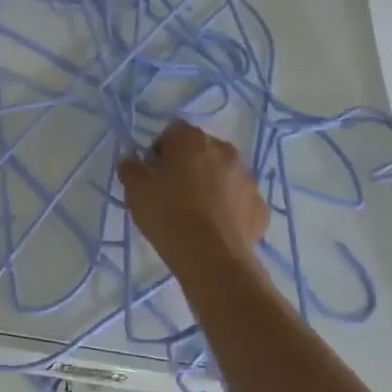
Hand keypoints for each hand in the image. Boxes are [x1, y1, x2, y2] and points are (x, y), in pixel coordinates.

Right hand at [117, 120, 268, 276]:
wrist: (212, 259)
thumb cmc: (169, 215)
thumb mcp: (136, 191)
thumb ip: (131, 168)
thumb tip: (132, 160)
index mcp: (193, 140)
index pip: (172, 132)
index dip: (159, 151)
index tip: (152, 174)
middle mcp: (225, 151)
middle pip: (201, 150)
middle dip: (187, 165)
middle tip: (172, 193)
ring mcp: (247, 179)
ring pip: (223, 174)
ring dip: (210, 185)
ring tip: (195, 213)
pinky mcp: (260, 206)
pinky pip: (239, 200)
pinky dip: (228, 208)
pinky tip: (215, 228)